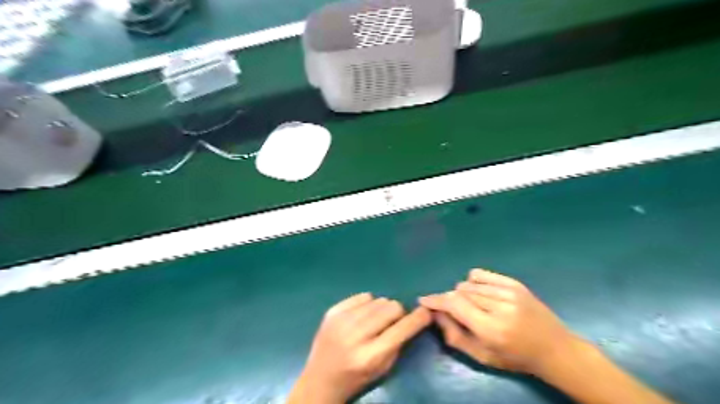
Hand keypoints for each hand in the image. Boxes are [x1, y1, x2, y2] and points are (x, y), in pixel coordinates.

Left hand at [290, 294, 431, 403]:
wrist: (320, 379)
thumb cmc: (356, 378)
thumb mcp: (383, 369)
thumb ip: (399, 343)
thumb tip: (413, 316)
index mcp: (370, 356)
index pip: (402, 329)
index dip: (418, 318)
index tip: (426, 312)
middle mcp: (355, 335)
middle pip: (391, 307)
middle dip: (398, 313)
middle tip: (393, 322)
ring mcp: (341, 321)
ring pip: (378, 300)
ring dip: (382, 309)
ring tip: (375, 321)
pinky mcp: (332, 312)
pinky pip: (362, 296)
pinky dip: (367, 304)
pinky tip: (362, 315)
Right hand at [423, 268, 577, 375]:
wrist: (554, 349)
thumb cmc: (515, 358)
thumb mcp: (482, 356)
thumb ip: (454, 336)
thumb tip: (436, 314)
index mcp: (491, 329)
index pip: (455, 304)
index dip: (436, 300)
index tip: (423, 300)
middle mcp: (500, 306)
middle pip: (460, 292)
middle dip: (450, 300)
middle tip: (452, 311)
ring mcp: (509, 292)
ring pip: (469, 283)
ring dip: (462, 293)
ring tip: (471, 305)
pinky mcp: (514, 283)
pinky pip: (481, 274)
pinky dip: (473, 281)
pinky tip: (479, 292)